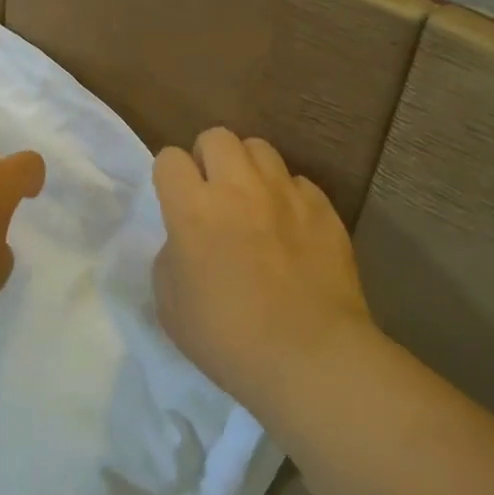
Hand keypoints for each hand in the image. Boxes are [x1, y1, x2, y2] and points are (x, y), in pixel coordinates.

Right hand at [152, 128, 373, 410]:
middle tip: (213, 194)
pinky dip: (288, 197)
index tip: (176, 201)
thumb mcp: (170, 305)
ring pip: (260, 149)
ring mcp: (285, 194)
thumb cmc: (228, 339)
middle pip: (217, 137)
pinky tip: (290, 229)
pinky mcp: (323, 209)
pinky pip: (298, 183)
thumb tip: (186, 240)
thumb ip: (171, 256)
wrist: (310, 357)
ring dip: (248, 169)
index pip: (170, 158)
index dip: (169, 177)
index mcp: (193, 209)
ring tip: (252, 202)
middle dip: (208, 158)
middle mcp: (238, 188)